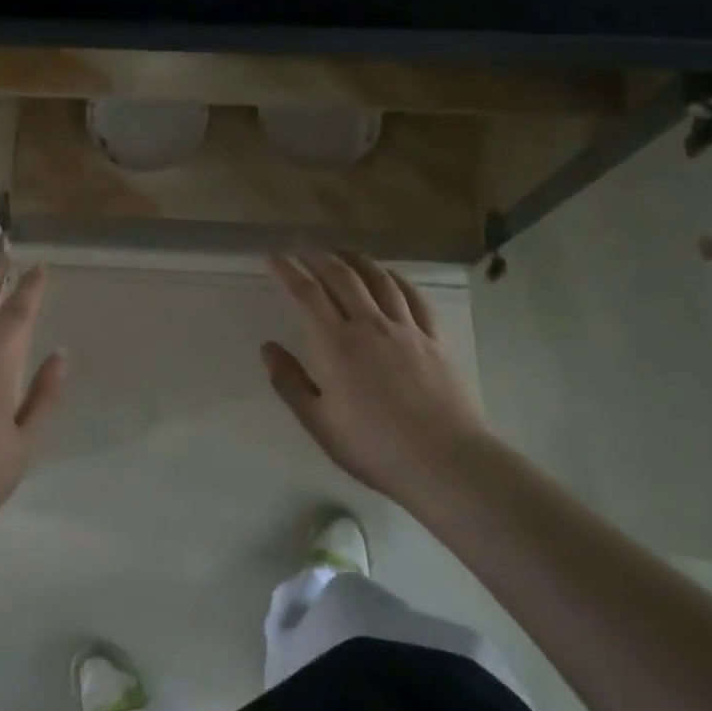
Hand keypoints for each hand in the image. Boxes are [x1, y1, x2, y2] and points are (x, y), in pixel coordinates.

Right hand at [261, 250, 486, 504]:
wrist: (444, 461)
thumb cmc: (373, 447)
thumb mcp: (319, 422)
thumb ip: (289, 382)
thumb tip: (267, 347)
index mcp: (335, 344)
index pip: (307, 294)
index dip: (288, 271)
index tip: (274, 257)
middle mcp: (369, 325)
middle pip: (342, 277)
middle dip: (319, 257)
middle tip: (303, 250)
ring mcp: (405, 329)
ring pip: (379, 279)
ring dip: (356, 260)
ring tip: (342, 252)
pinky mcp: (433, 339)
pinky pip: (413, 297)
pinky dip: (396, 278)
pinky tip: (389, 275)